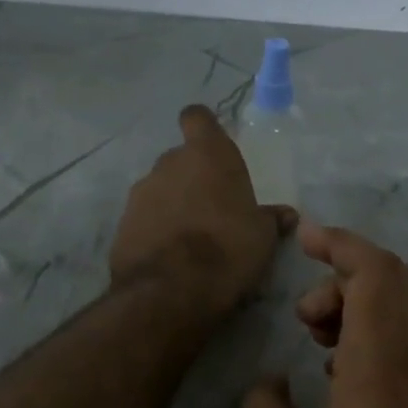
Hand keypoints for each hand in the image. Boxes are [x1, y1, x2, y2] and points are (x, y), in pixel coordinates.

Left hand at [110, 105, 296, 317]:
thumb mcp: (262, 236)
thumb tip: (285, 214)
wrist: (170, 289)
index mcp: (207, 154)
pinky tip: (170, 256)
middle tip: (213, 208)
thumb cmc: (228, 248)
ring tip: (191, 238)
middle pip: (180, 159)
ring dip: (173, 205)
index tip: (212, 146)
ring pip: (160, 189)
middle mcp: (169, 164)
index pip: (197, 118)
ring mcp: (140, 193)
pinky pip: (144, 219)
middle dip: (193, 178)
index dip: (204, 129)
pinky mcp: (122, 224)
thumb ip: (270, 219)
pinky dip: (156, 230)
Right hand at [240, 223, 407, 407]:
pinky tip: (342, 374)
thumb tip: (271, 381)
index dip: (339, 243)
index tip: (303, 237)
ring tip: (316, 341)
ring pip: (406, 310)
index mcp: (381, 365)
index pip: (374, 272)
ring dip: (360, 304)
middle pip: (396, 281)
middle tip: (303, 313)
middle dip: (345, 274)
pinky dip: (376, 332)